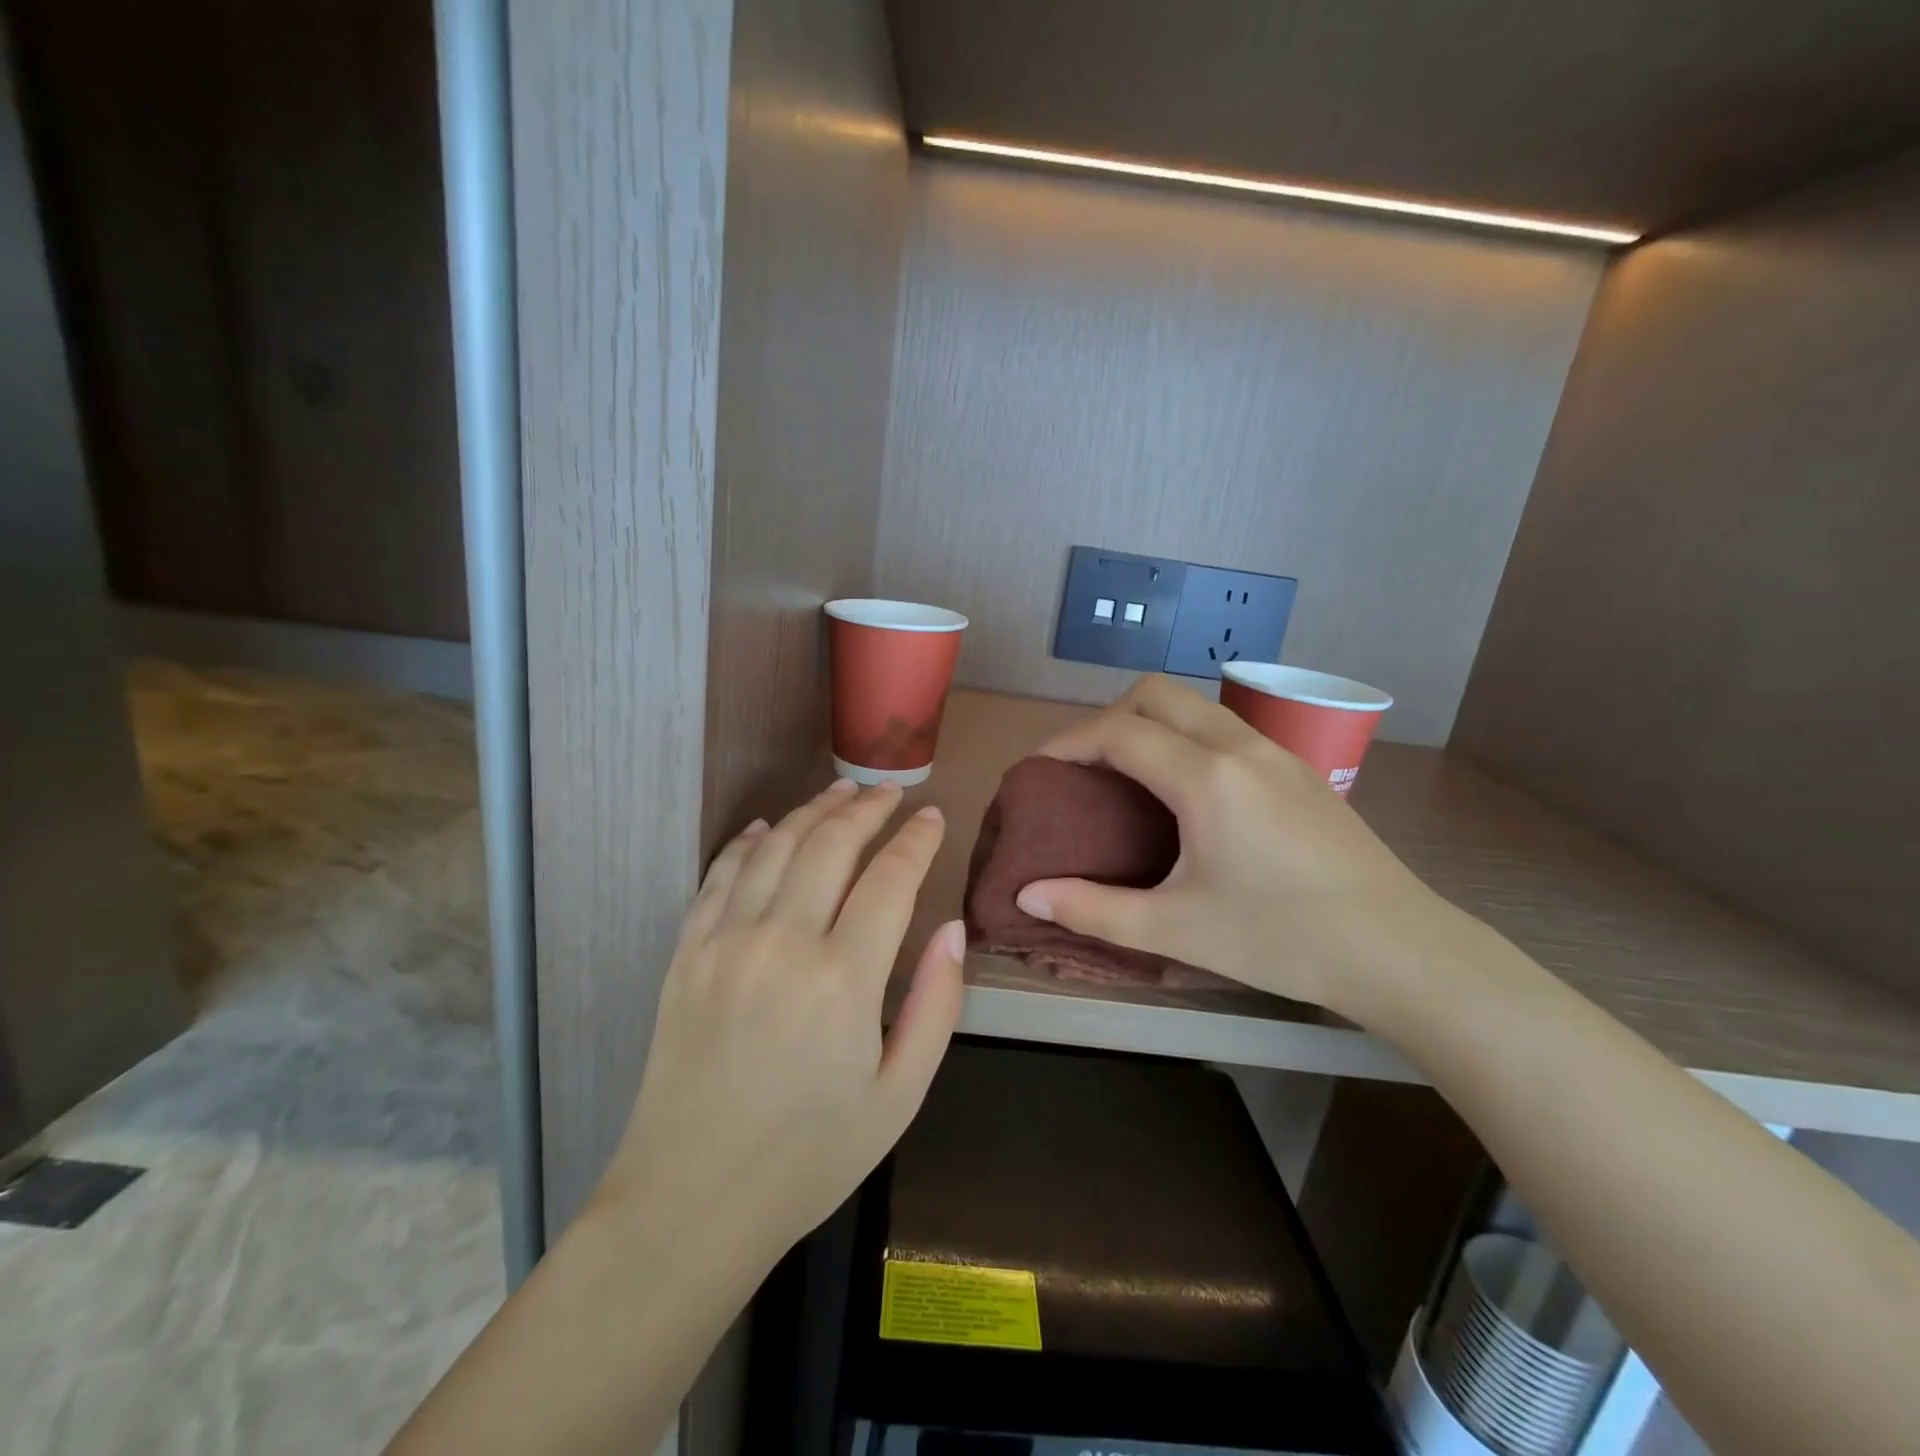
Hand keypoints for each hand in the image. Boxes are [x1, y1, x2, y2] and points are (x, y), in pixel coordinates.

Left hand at [598, 779, 964, 1255]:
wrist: (692, 1200)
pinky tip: (765, 828)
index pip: (890, 878)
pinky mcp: (687, 953)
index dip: (917, 840)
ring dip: (812, 811)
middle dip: (867, 809)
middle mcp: (782, 942)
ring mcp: (726, 942)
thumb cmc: (810, 1156)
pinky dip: (746, 842)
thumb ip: (935, 1006)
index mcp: (843, 979)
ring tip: (841, 792)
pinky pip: (720, 876)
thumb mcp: (899, 1096)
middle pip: (831, 845)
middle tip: (890, 792)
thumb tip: (952, 929)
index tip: (933, 816)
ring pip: (776, 847)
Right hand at [1014, 675, 1454, 1021]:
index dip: (1068, 741)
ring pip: (1196, 704)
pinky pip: (1225, 727)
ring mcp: (1276, 751)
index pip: (1118, 731)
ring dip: (1150, 721)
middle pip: (1156, 693)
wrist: (1399, 950)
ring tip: (1129, 775)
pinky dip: (1186, 736)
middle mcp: (1240, 746)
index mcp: (1206, 777)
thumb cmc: (1281, 940)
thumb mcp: (1177, 929)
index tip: (1040, 768)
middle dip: (1107, 716)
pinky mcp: (1299, 769)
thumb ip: (1093, 909)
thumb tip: (1028, 896)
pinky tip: (1188, 791)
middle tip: (1085, 767)